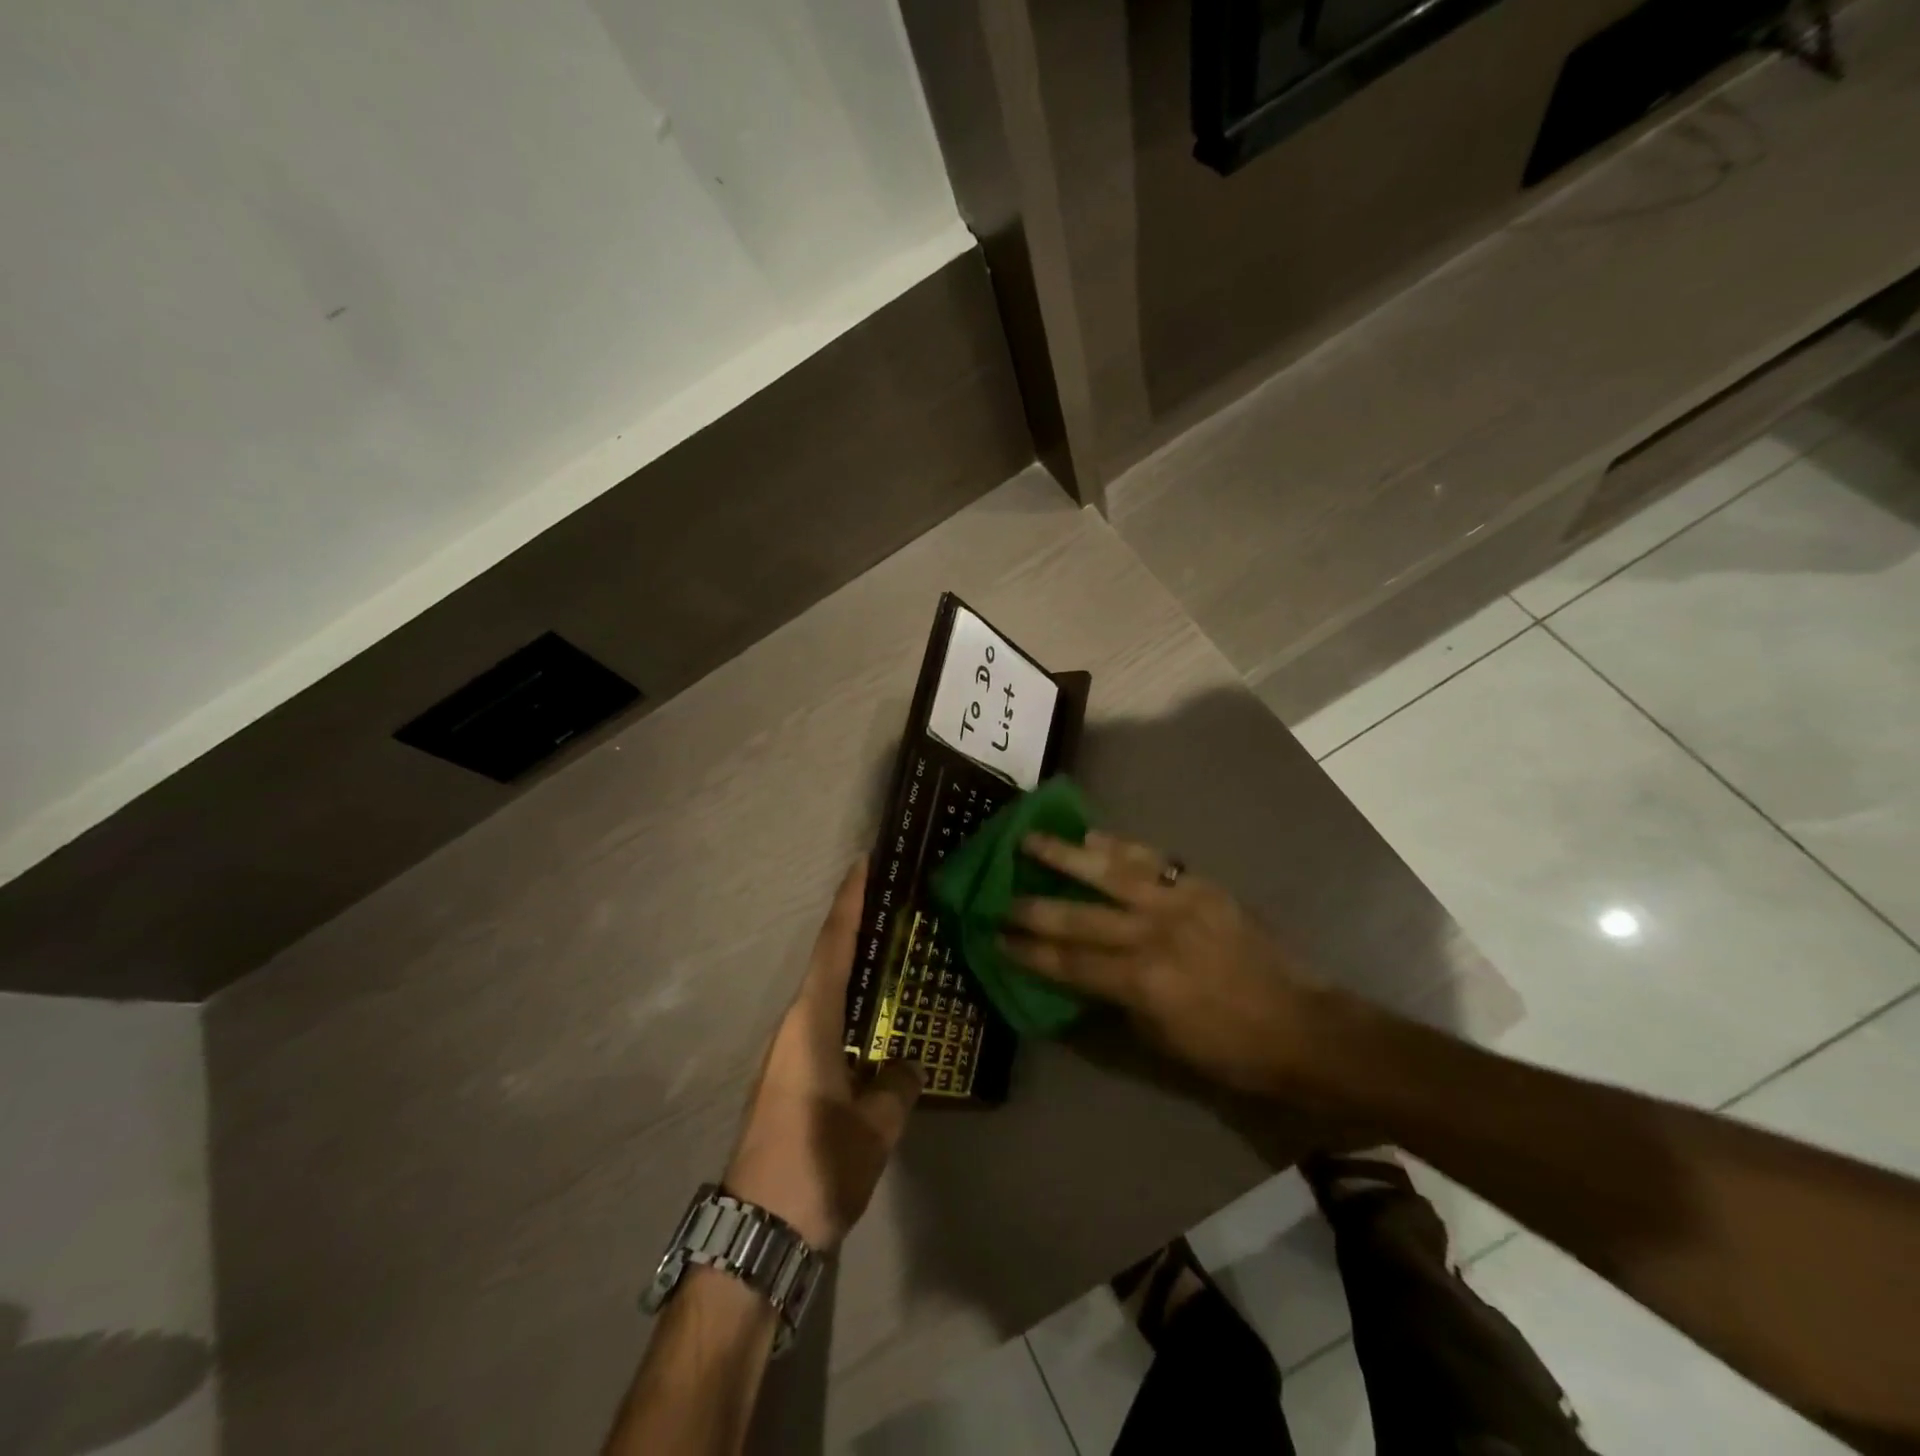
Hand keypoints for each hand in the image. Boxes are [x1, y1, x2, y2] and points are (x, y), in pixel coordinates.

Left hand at [725, 856, 921, 1250]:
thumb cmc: (816, 1165)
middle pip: (825, 963)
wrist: (756, 1230)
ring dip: (851, 970)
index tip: (861, 865)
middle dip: (853, 929)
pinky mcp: (786, 1079)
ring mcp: (785, 1054)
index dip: (848, 903)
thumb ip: (897, 1086)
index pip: (832, 947)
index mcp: (811, 1023)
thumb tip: (904, 1065)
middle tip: (891, 905)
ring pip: (823, 995)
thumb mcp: (874, 1127)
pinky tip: (871, 1021)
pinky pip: (821, 1024)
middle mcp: (793, 1027)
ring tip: (889, 956)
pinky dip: (846, 1007)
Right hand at [1000, 831, 1324, 1093]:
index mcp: (1142, 982)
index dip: (1028, 951)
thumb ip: (1116, 1000)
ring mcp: (1178, 903)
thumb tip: (1080, 974)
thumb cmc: (1229, 1050)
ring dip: (1065, 854)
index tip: (996, 938)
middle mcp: (1153, 935)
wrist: (1302, 1027)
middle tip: (999, 896)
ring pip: (1109, 870)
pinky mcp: (1201, 886)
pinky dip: (1118, 846)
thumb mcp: (1161, 1040)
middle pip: (1078, 915)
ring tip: (1030, 839)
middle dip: (1032, 907)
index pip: (1069, 962)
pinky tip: (1093, 837)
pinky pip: (1151, 859)